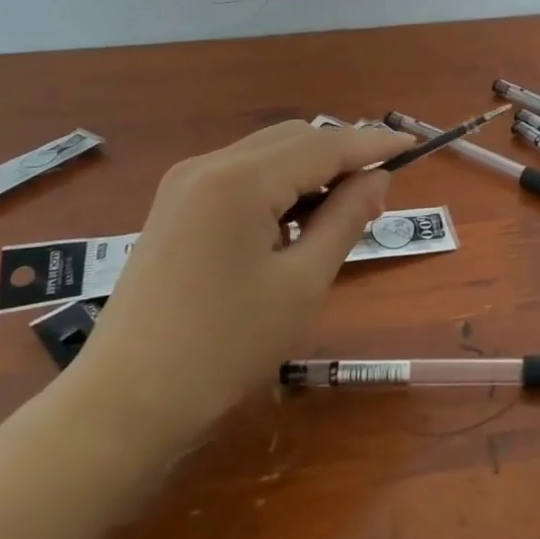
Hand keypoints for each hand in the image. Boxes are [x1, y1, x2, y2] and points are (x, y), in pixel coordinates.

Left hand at [55, 120, 410, 445]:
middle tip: (375, 198)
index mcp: (241, 179)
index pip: (325, 144)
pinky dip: (277, 185)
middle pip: (294, 138)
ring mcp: (184, 183)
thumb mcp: (302, 283)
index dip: (373, 143)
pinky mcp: (174, 205)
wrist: (125, 401)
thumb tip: (378, 178)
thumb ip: (345, 219)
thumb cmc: (225, 346)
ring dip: (309, 170)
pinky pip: (240, 175)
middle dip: (341, 156)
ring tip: (337, 214)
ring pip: (267, 153)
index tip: (414, 146)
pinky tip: (289, 223)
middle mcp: (209, 164)